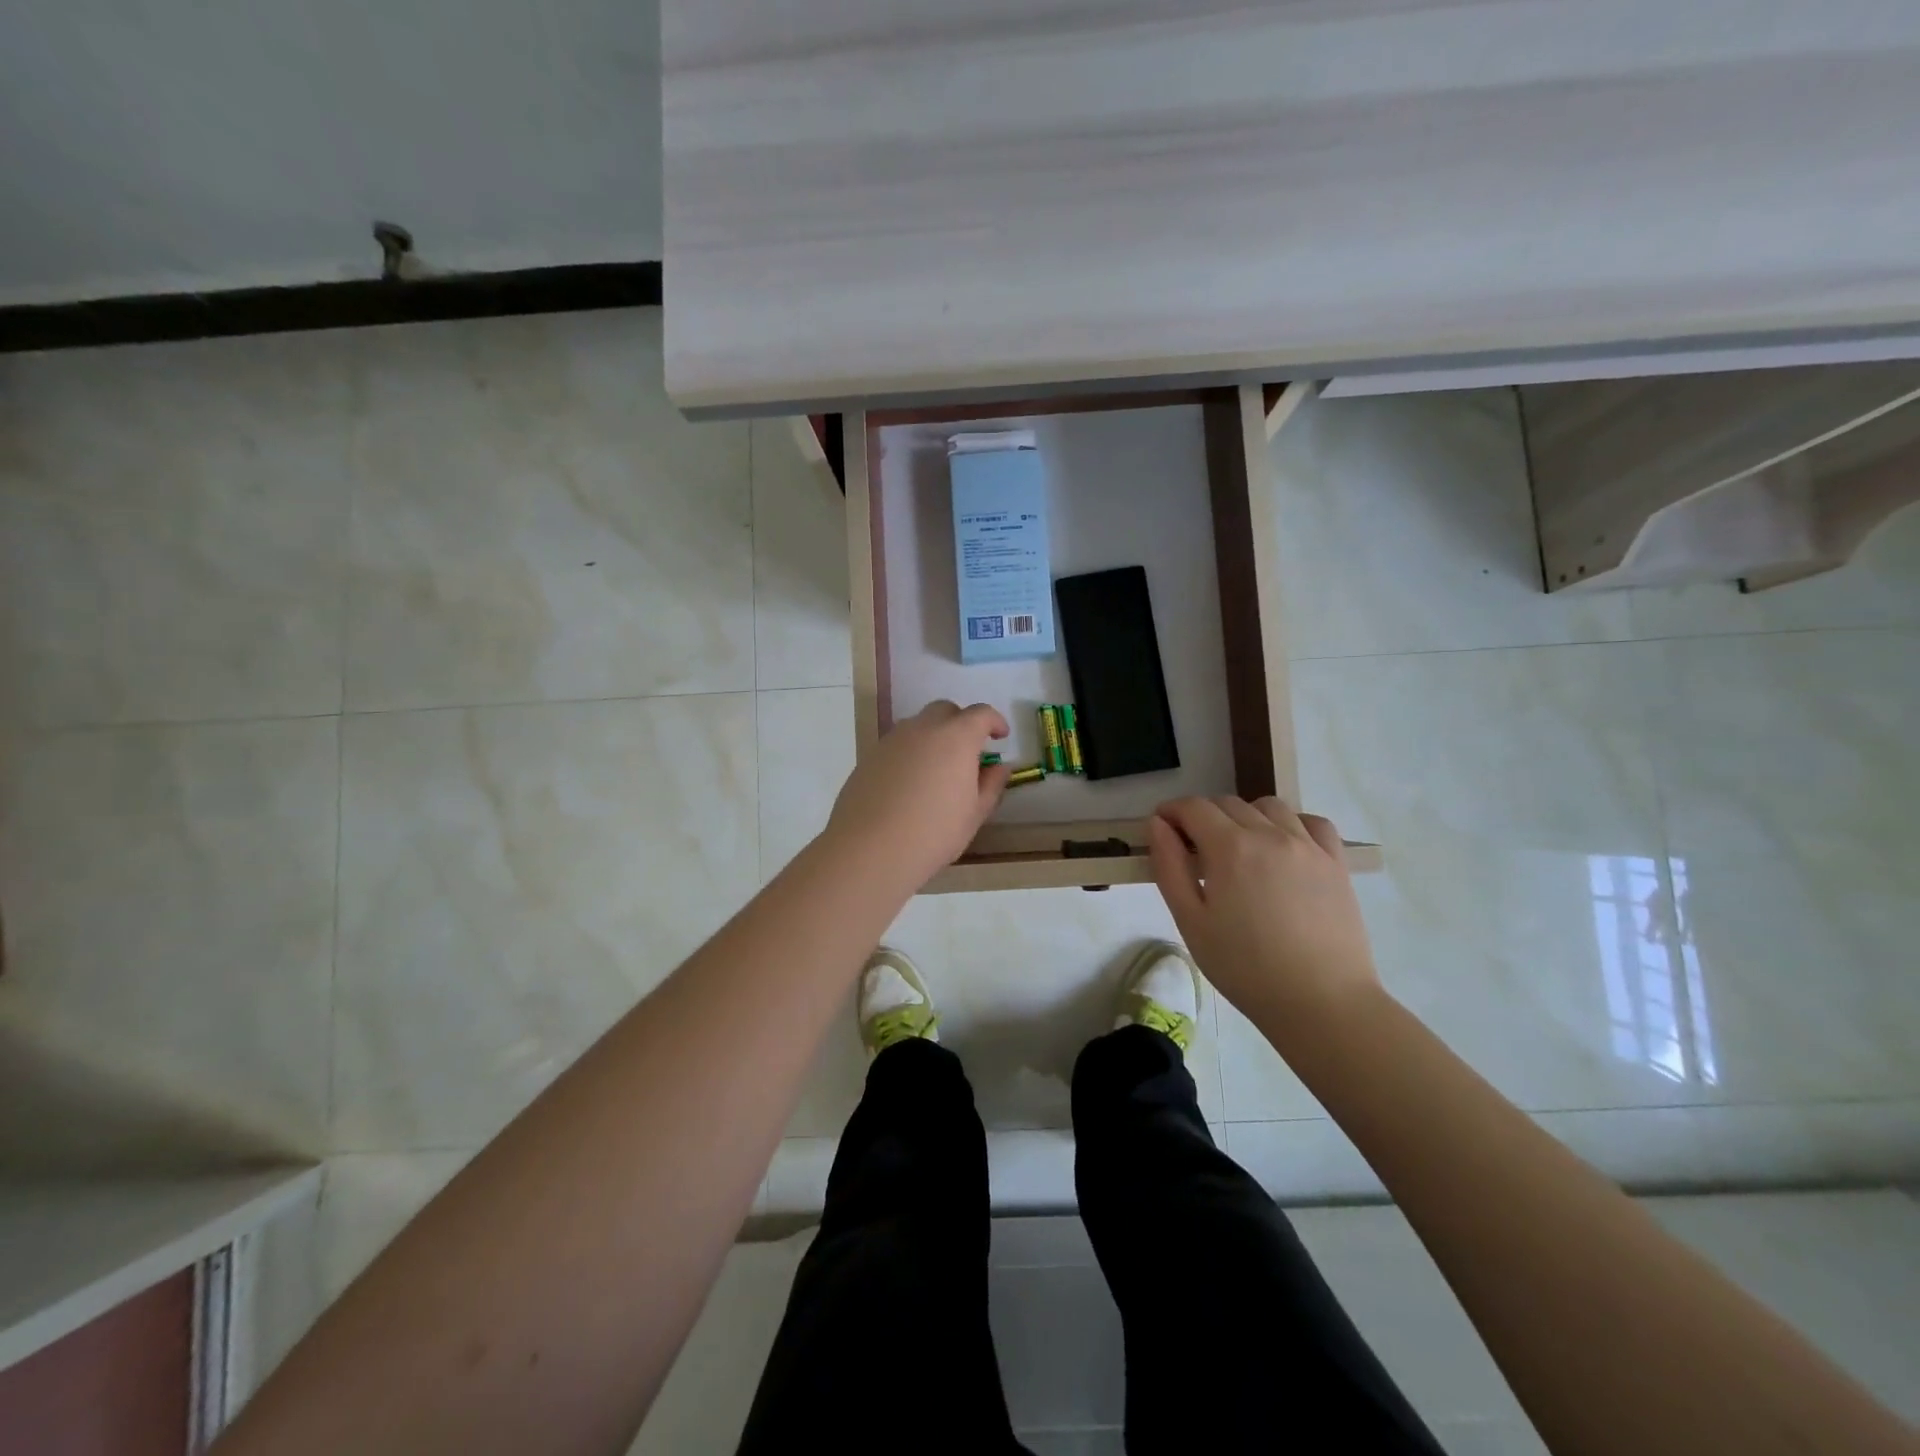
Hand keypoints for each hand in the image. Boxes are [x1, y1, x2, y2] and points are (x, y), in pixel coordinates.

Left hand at [824, 701, 1011, 889]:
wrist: (870, 849)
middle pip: (945, 711)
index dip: (994, 721)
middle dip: (961, 723)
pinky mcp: (869, 757)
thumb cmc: (934, 833)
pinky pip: (897, 745)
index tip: (1001, 736)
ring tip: (937, 770)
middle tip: (968, 752)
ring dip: (933, 737)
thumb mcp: (974, 813)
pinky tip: (909, 784)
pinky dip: (910, 754)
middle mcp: (922, 729)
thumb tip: (999, 767)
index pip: (980, 714)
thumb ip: (991, 784)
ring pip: (918, 726)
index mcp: (956, 737)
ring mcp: (891, 740)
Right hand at [1148, 796, 1379, 1030]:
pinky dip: (1291, 823)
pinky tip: (1283, 847)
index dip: (1171, 812)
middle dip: (1203, 816)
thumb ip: (1170, 866)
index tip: (1162, 828)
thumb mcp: (1191, 922)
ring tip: (1239, 849)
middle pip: (1228, 804)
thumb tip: (1157, 824)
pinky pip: (1312, 822)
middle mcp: (1270, 834)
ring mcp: (1308, 846)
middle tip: (1194, 849)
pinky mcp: (1335, 863)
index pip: (1193, 807)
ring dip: (1245, 816)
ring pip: (1269, 807)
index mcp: (1230, 847)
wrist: (1321, 1003)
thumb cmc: (1244, 968)